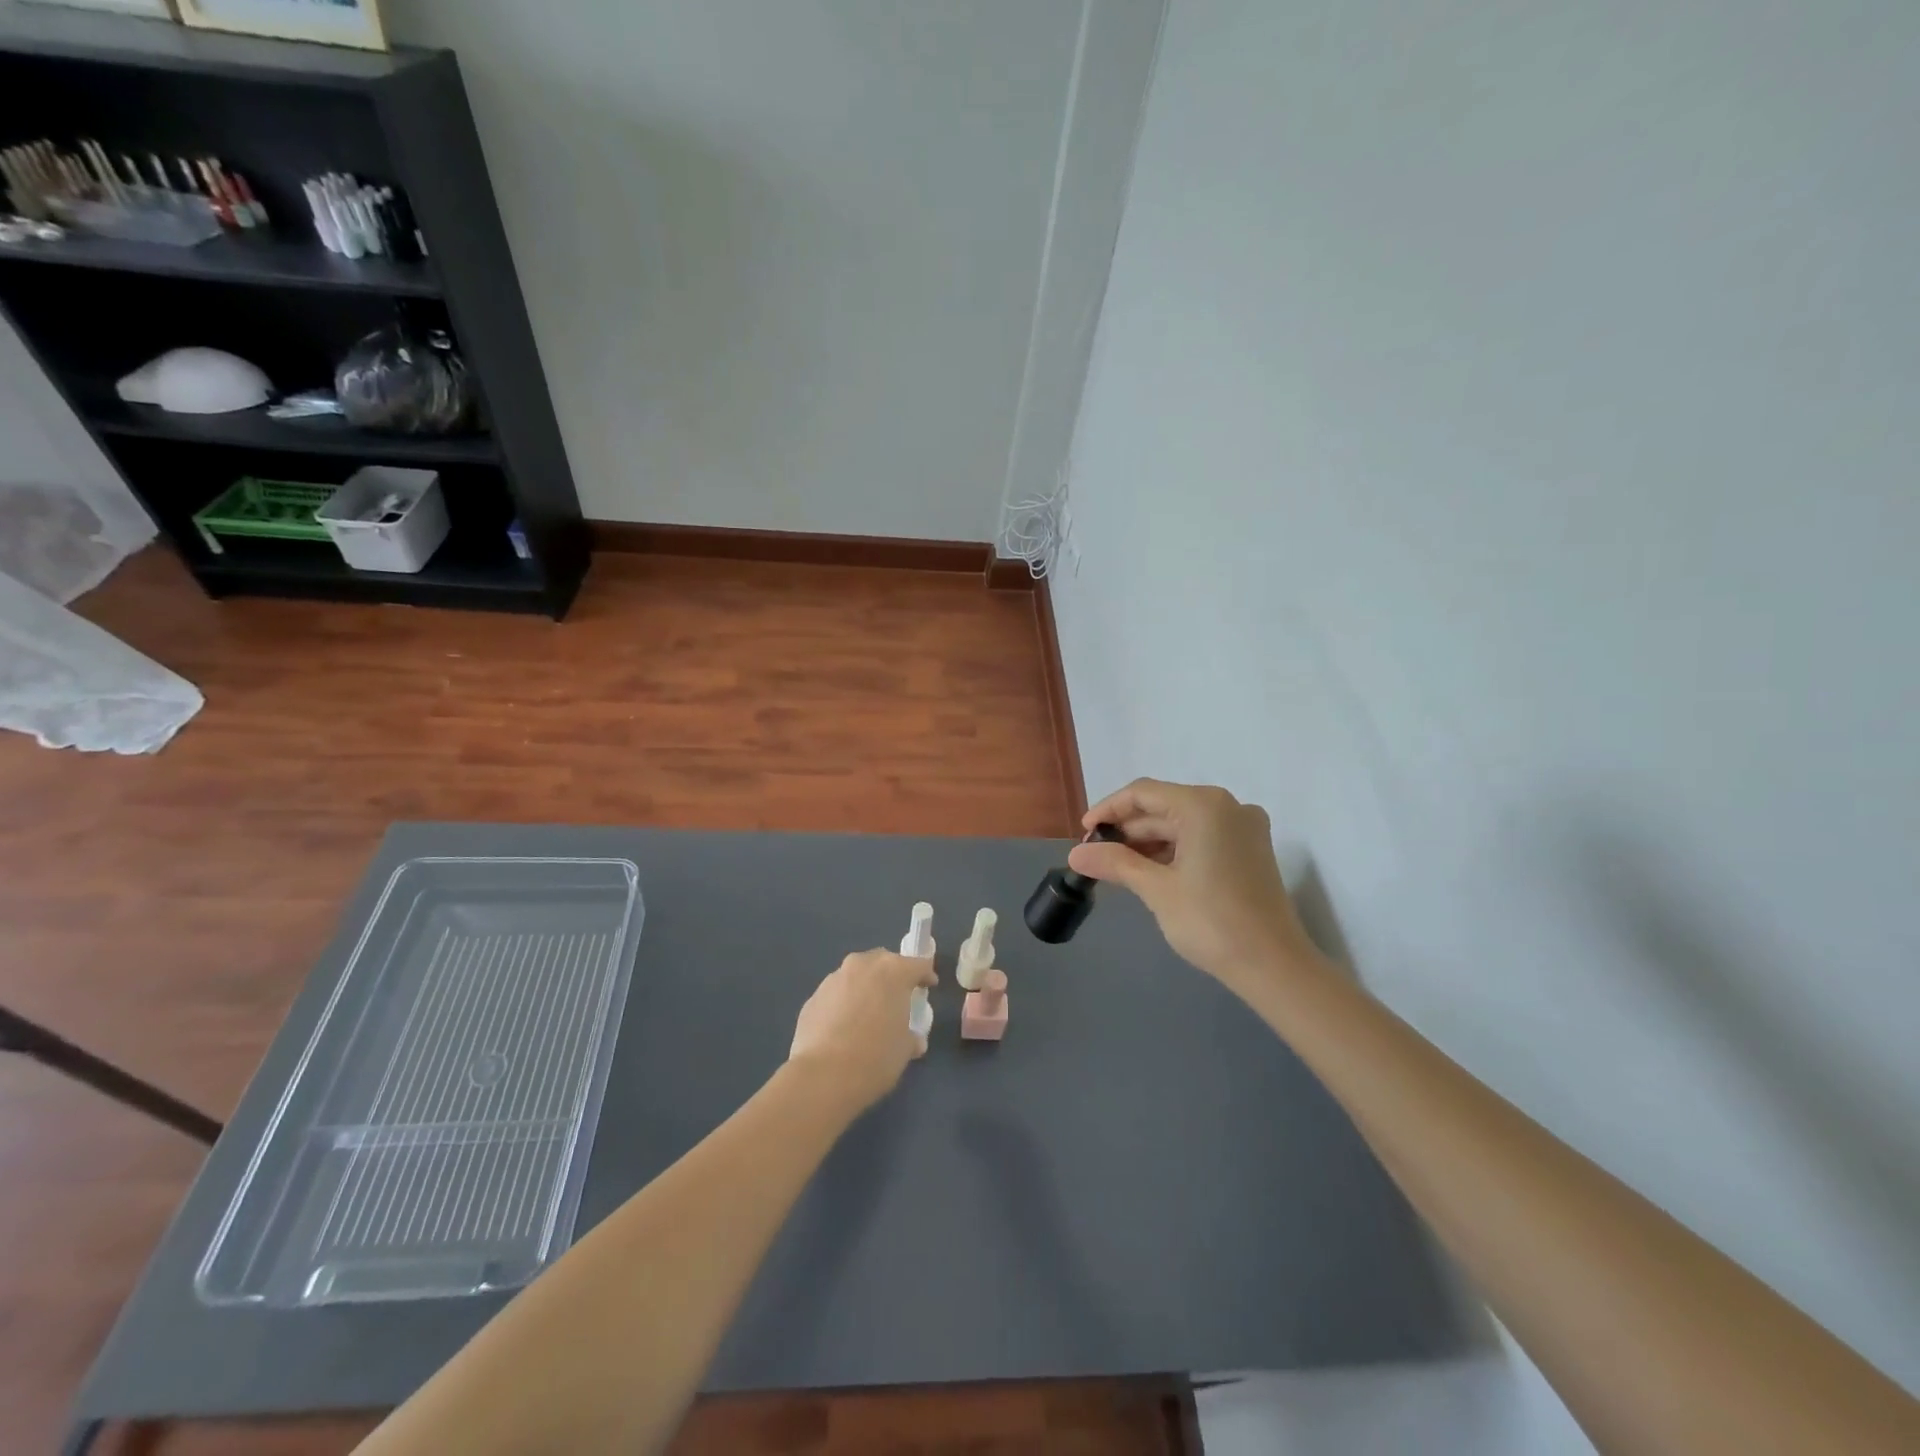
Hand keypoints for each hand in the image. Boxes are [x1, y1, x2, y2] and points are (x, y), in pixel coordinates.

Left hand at [787, 949, 935, 1111]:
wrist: (824, 1076)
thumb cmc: (876, 1057)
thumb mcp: (905, 1049)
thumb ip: (911, 1036)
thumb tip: (913, 1040)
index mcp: (894, 971)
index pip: (918, 964)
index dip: (925, 975)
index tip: (929, 986)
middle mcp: (863, 965)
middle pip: (883, 962)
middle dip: (892, 976)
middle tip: (897, 999)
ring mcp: (834, 978)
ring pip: (856, 976)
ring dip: (865, 989)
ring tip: (866, 1016)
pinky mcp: (813, 997)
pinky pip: (836, 995)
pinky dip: (843, 1004)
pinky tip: (843, 1029)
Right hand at [1068, 779, 1328, 1003]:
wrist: (1273, 966)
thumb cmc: (1211, 921)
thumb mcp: (1156, 889)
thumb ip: (1115, 863)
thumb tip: (1075, 854)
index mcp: (1204, 805)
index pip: (1143, 793)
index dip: (1108, 810)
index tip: (1084, 834)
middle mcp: (1227, 806)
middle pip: (1163, 807)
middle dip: (1127, 830)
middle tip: (1096, 856)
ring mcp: (1243, 828)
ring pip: (1181, 824)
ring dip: (1148, 843)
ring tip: (1116, 867)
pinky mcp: (1249, 850)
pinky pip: (1201, 838)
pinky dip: (1172, 851)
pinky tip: (1148, 872)